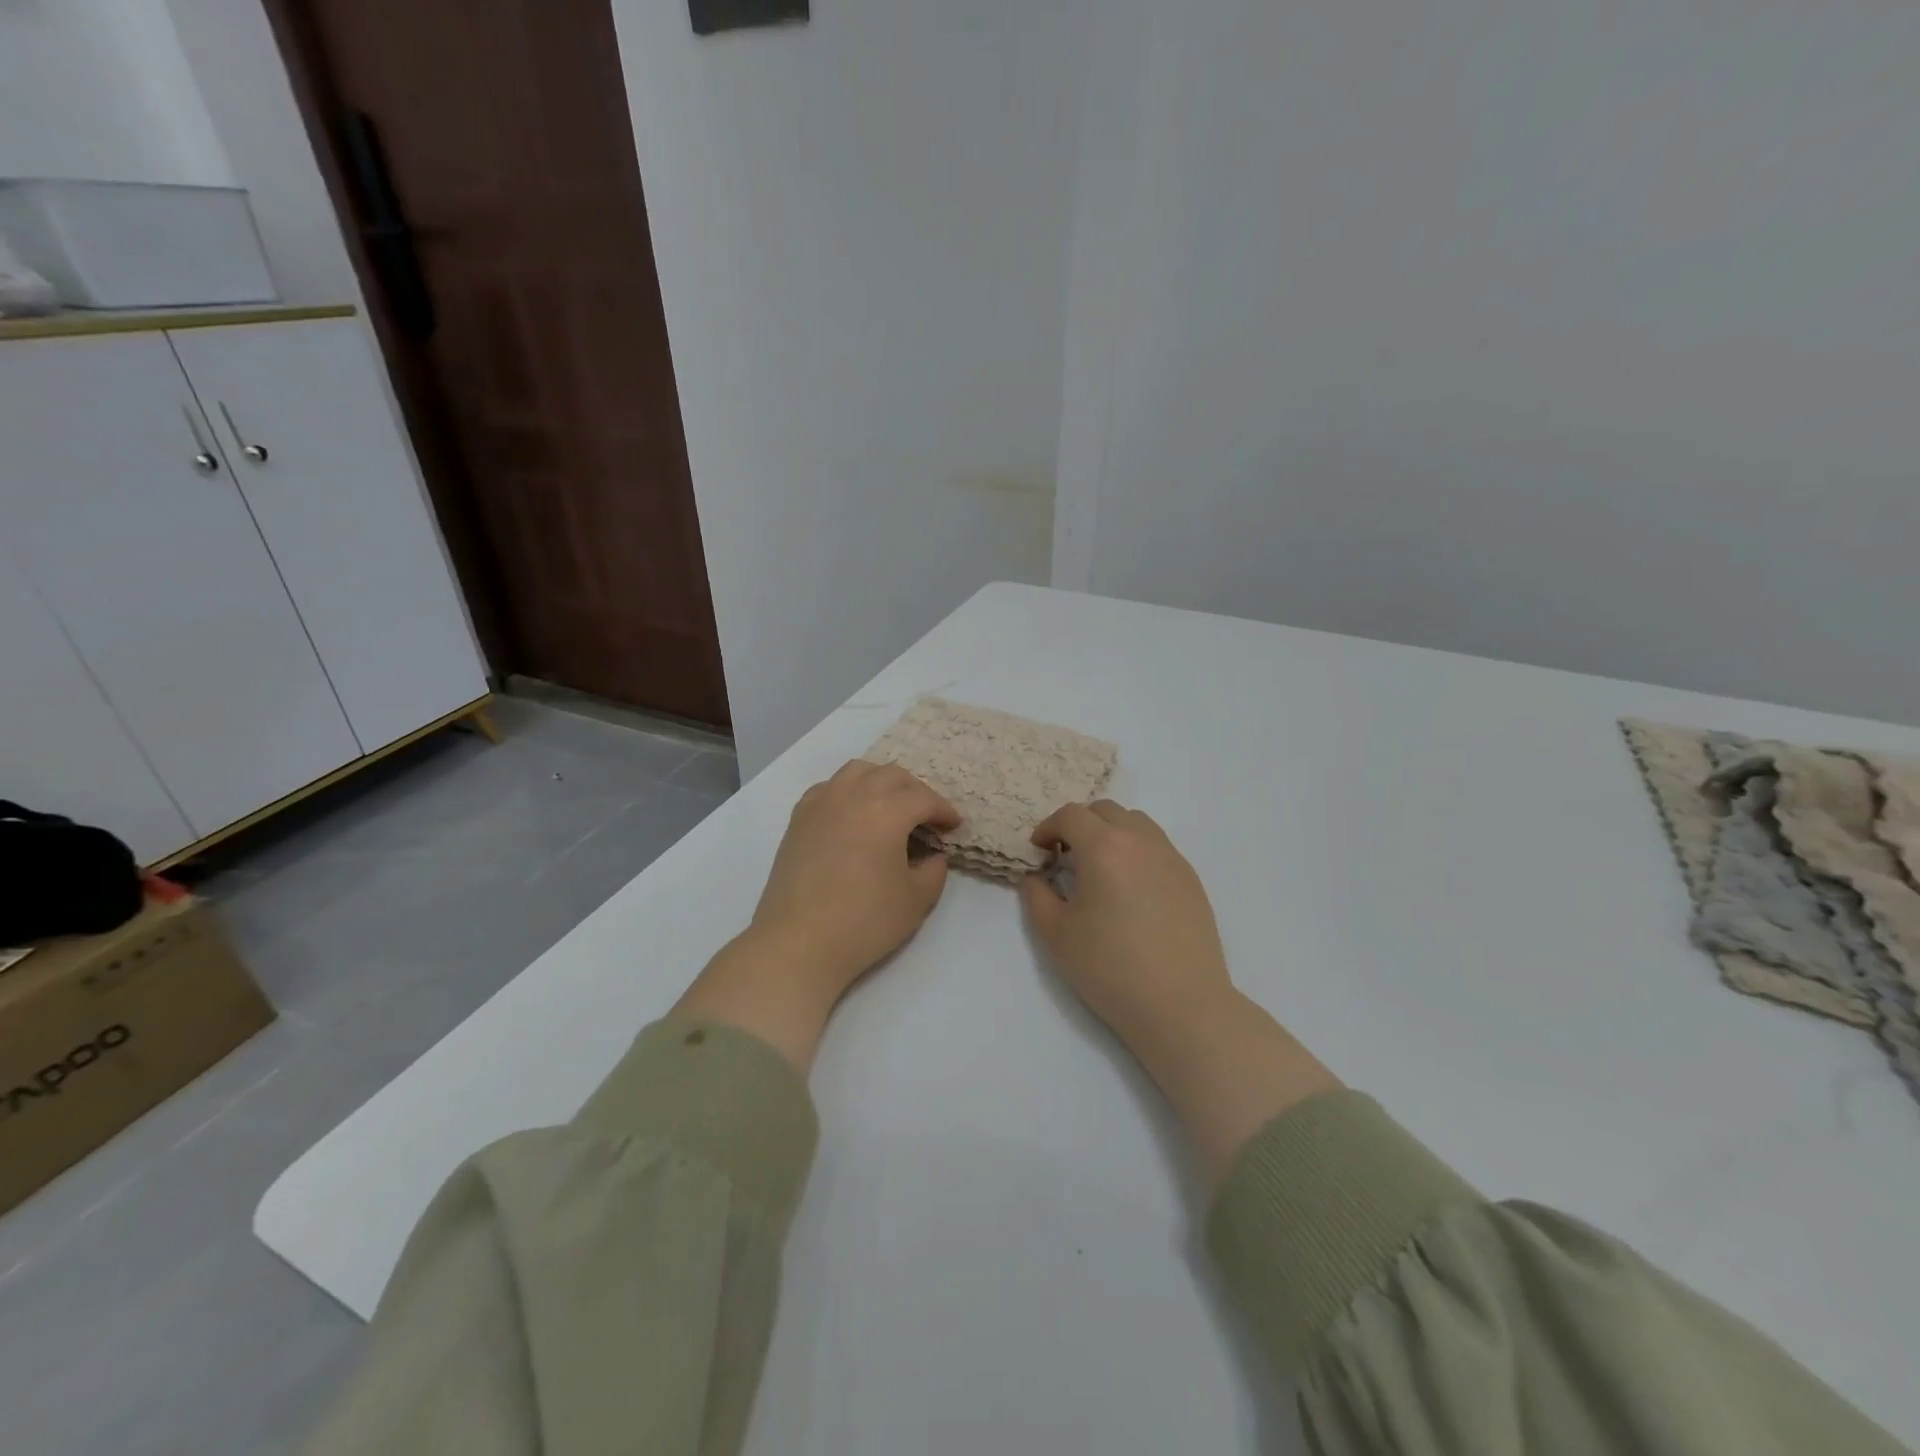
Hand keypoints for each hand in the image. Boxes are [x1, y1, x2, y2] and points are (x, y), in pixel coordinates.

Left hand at [674, 761, 958, 1071]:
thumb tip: (932, 854)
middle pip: (892, 775)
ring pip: (858, 771)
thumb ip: (934, 869)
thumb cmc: (864, 922)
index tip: (954, 827)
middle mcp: (853, 795)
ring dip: (881, 782)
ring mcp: (821, 803)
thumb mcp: (917, 900)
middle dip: (916, 792)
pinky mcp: (799, 818)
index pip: (924, 799)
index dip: (944, 811)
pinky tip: (853, 815)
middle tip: (926, 818)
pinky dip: (849, 791)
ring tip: (890, 807)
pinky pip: (829, 787)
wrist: (798, 943)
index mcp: (887, 812)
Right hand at [1021, 799, 1339, 1181]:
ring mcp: (1171, 858)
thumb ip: (1037, 896)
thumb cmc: (1111, 969)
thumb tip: (1036, 876)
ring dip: (1111, 832)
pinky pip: (1158, 846)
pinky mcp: (1191, 879)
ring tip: (1100, 868)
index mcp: (1104, 848)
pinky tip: (1130, 888)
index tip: (1039, 850)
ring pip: (1136, 822)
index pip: (1071, 815)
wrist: (1182, 1005)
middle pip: (1105, 810)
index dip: (1048, 827)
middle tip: (1065, 856)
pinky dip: (1136, 850)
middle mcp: (1141, 841)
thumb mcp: (1056, 935)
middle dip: (1079, 824)